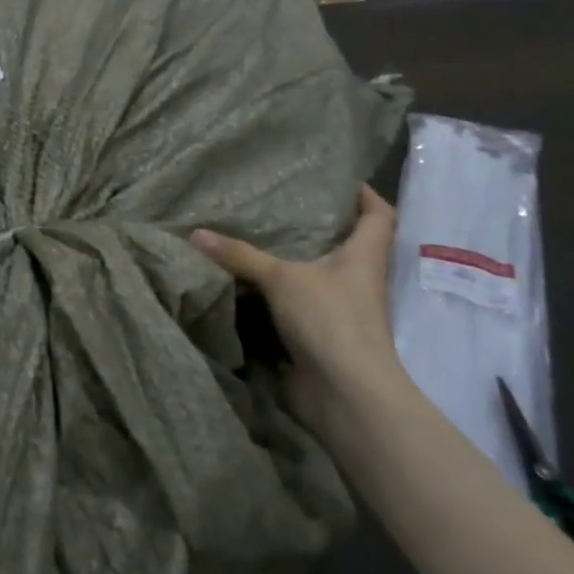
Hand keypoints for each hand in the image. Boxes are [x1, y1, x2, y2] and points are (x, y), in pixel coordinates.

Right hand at [192, 185, 410, 428]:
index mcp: (364, 257)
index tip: (340, 181)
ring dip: (294, 262)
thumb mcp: (280, 278)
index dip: (365, 196)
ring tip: (256, 237)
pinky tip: (247, 282)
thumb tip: (195, 234)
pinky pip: (296, 304)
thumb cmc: (329, 319)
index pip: (379, 216)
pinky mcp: (319, 334)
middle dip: (319, 226)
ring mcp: (340, 310)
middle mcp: (358, 280)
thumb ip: (239, 255)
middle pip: (347, 244)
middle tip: (280, 205)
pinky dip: (275, 294)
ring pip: (318, 275)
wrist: (344, 392)